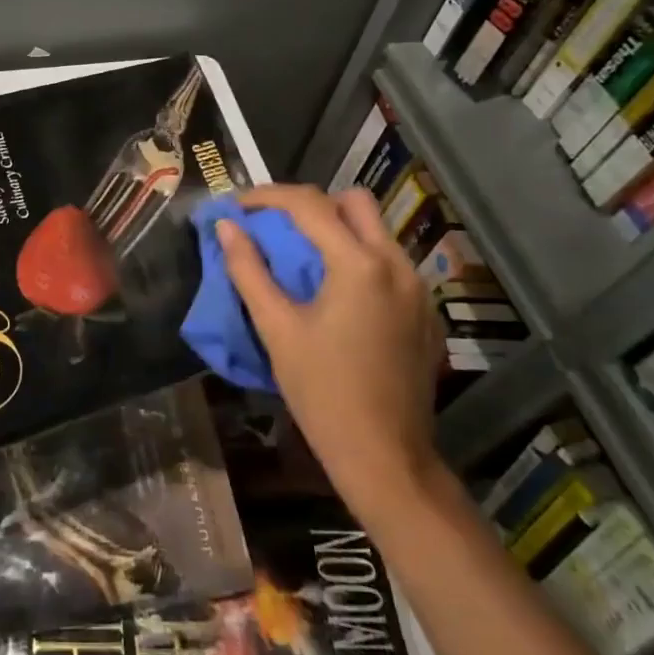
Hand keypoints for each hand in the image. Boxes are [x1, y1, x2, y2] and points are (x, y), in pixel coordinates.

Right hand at [216, 184, 444, 525]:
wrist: (386, 457)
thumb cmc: (322, 392)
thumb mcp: (276, 329)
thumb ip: (249, 270)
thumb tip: (227, 228)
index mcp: (359, 264)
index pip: (309, 204)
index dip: (267, 197)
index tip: (238, 207)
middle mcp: (397, 264)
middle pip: (355, 203)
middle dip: (313, 205)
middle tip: (278, 228)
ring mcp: (419, 289)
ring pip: (377, 232)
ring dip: (338, 232)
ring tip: (303, 260)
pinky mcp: (426, 313)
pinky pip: (391, 264)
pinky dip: (360, 261)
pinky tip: (338, 297)